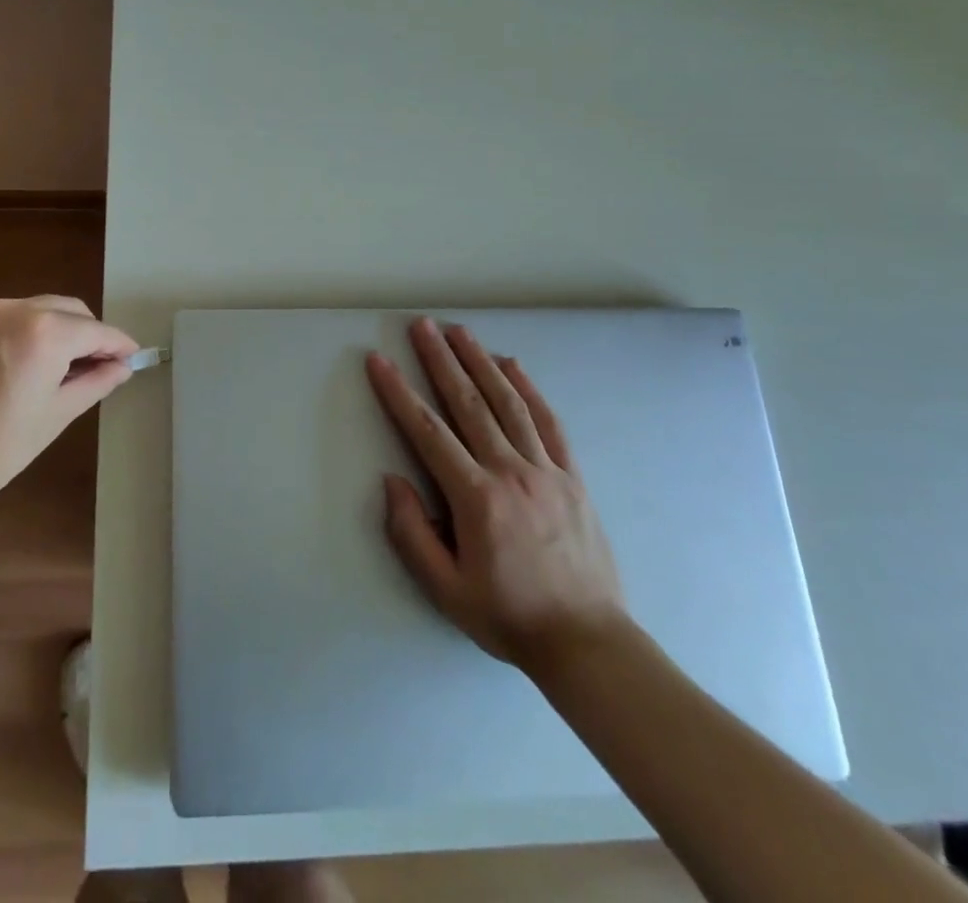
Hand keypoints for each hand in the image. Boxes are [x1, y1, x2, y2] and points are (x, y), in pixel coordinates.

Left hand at [0, 296, 138, 500]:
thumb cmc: (0, 447)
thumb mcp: (58, 414)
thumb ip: (96, 382)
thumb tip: (122, 366)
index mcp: (45, 332)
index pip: (95, 330)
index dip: (118, 343)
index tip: (131, 356)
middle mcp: (13, 309)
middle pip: (66, 310)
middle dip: (86, 332)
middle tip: (95, 365)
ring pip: (32, 310)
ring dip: (52, 329)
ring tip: (53, 366)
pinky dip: (16, 333)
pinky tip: (12, 365)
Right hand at [367, 318, 625, 669]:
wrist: (588, 643)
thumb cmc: (508, 616)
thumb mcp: (446, 589)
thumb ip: (411, 534)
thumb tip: (392, 480)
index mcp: (476, 498)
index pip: (428, 432)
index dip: (398, 393)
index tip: (379, 361)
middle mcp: (510, 472)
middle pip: (468, 403)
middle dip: (441, 360)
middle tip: (421, 325)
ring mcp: (546, 470)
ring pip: (507, 403)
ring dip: (480, 362)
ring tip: (459, 331)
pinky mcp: (572, 476)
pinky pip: (548, 422)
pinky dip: (528, 389)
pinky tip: (511, 365)